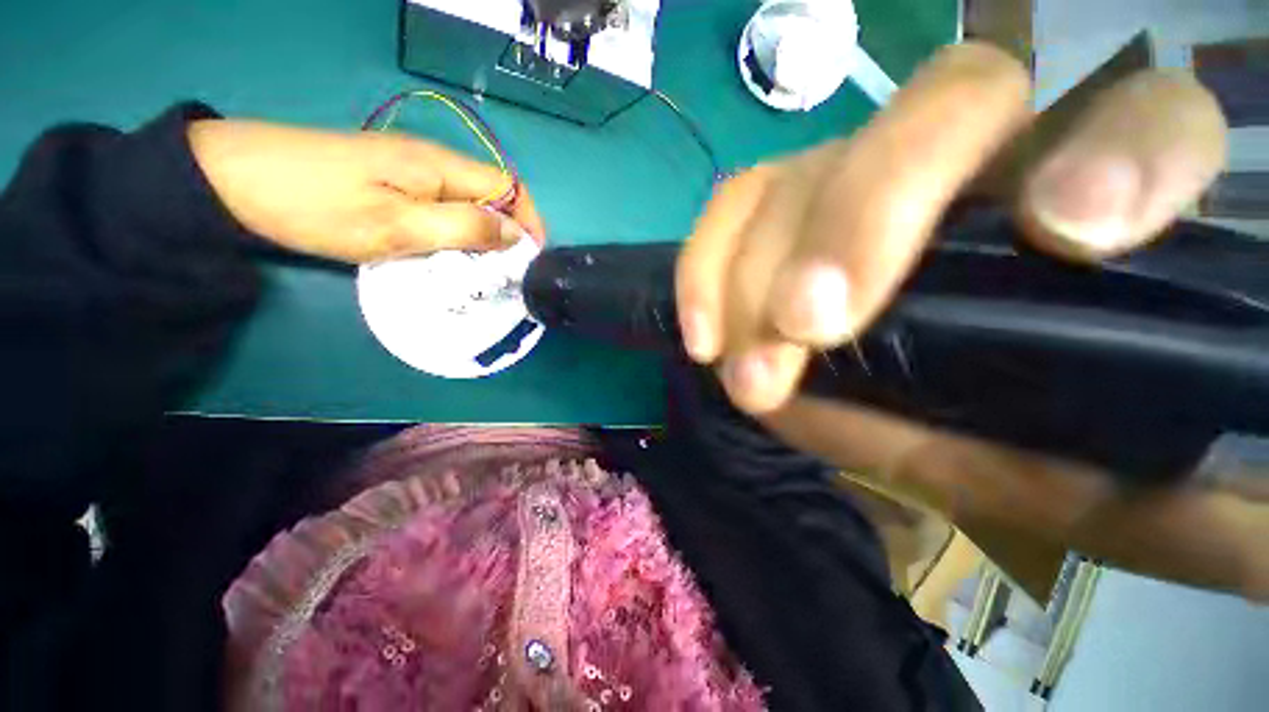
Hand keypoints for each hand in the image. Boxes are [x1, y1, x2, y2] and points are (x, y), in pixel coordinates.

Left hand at [188, 120, 544, 262]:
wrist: (236, 180)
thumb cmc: (317, 205)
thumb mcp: (397, 226)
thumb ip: (463, 229)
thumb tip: (513, 235)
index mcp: (440, 166)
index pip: (509, 187)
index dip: (529, 220)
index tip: (531, 258)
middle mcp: (434, 162)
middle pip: (492, 196)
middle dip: (507, 234)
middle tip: (504, 273)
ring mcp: (411, 170)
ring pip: (468, 204)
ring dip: (482, 238)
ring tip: (479, 271)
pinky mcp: (393, 182)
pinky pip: (443, 208)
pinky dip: (456, 234)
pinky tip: (446, 255)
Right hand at [678, 43, 1267, 599]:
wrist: (929, 417)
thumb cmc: (1021, 451)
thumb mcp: (1070, 489)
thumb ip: (1077, 476)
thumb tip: (1003, 449)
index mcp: (1104, 213)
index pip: (1151, 123)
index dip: (1125, 150)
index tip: (1072, 228)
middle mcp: (976, 161)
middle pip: (941, 110)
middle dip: (863, 222)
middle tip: (808, 325)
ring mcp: (860, 176)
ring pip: (801, 175)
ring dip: (759, 280)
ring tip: (748, 375)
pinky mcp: (781, 211)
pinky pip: (730, 213)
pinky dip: (704, 273)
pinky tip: (703, 340)